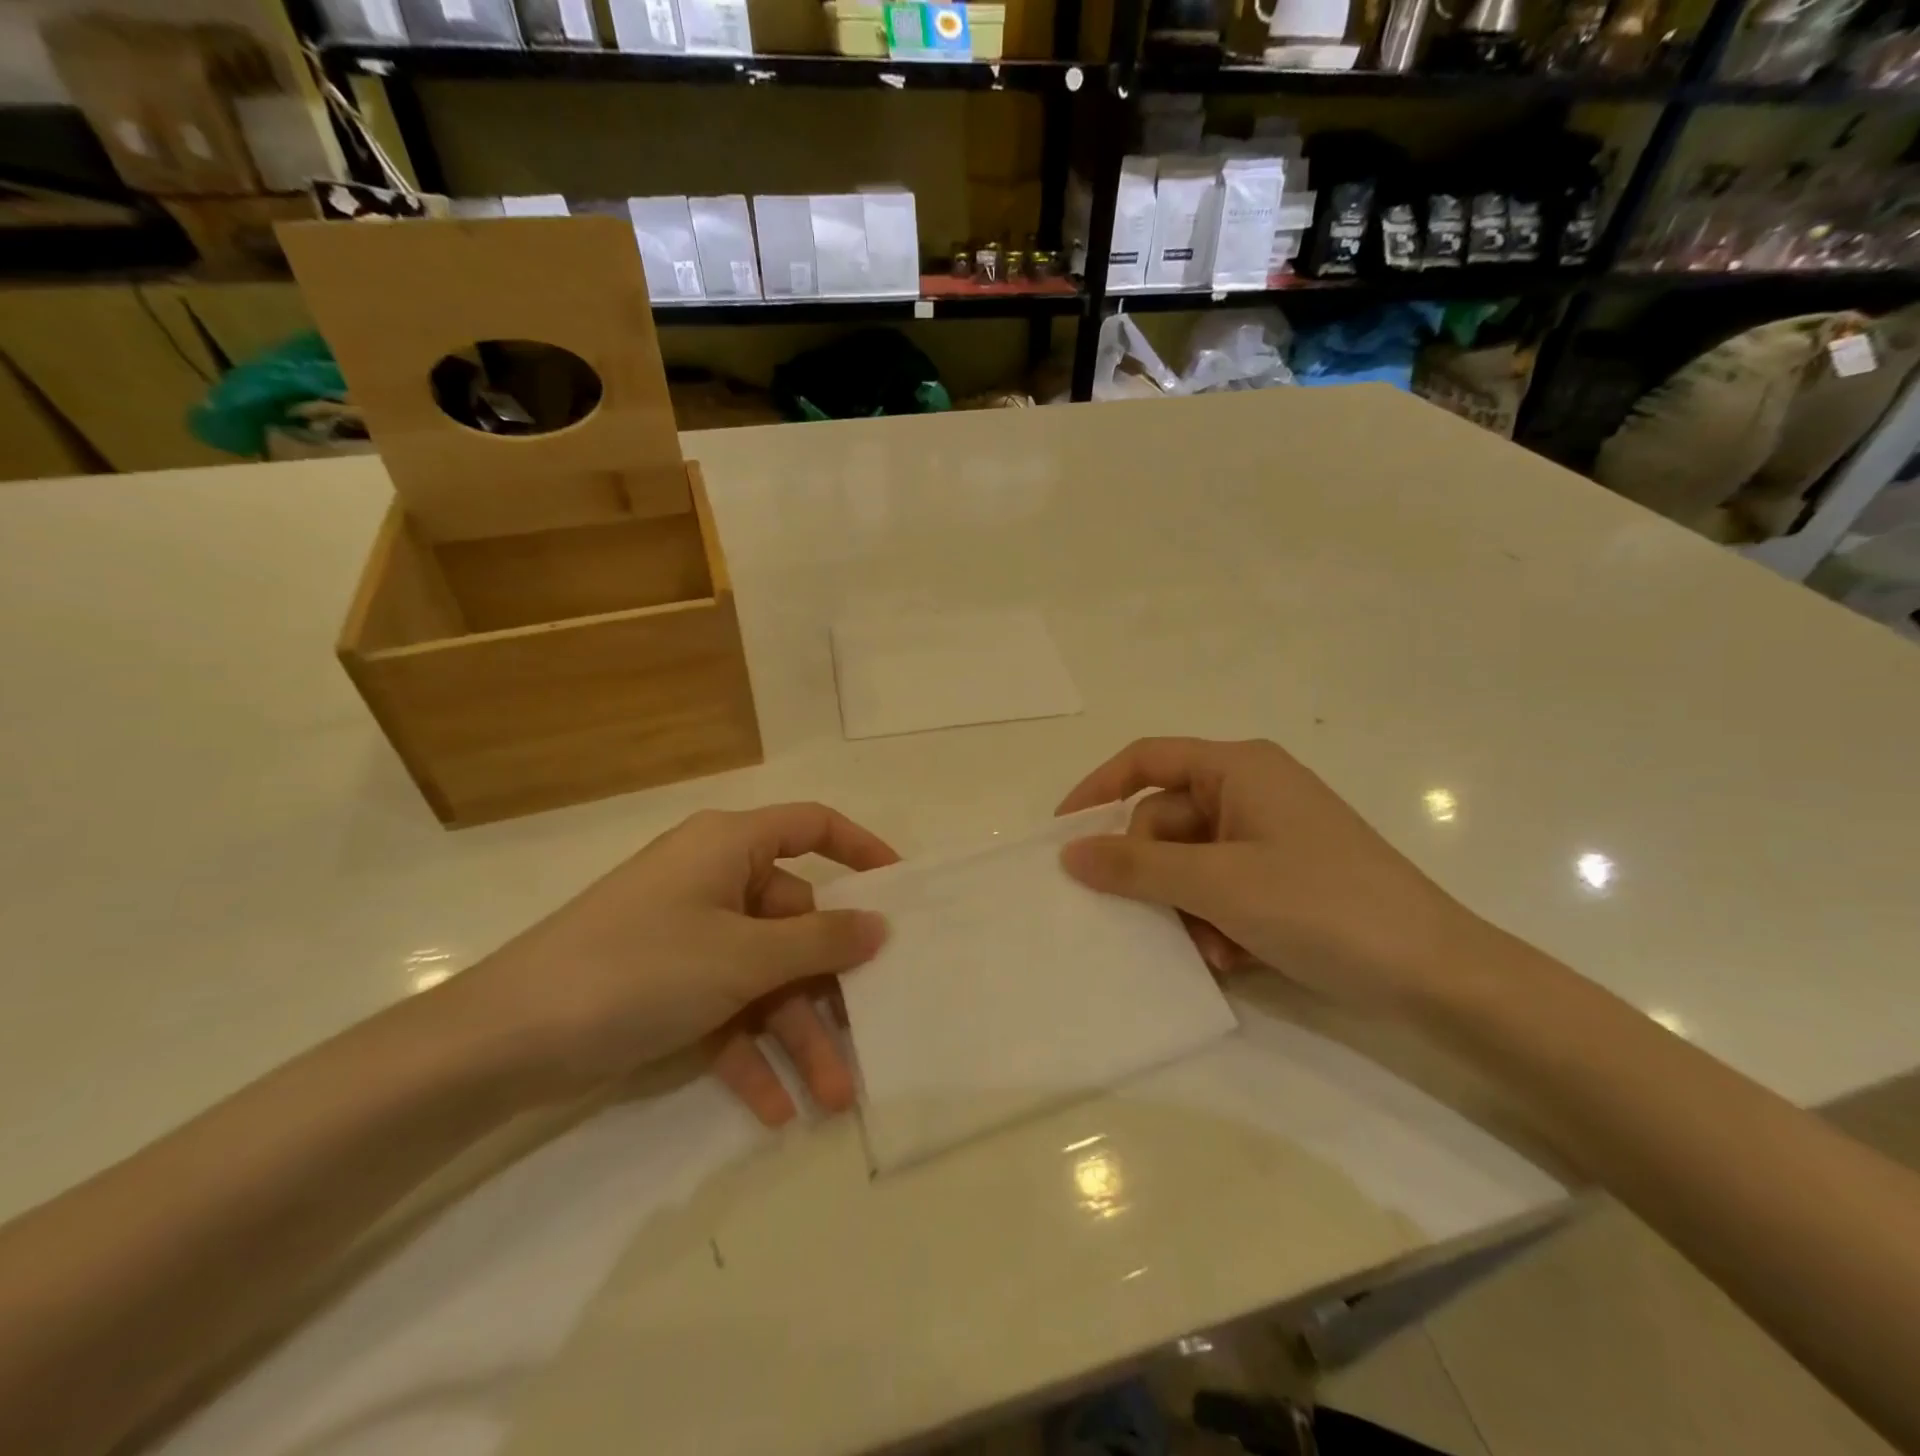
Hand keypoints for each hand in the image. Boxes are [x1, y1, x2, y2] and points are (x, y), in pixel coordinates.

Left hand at [445, 804, 894, 1117]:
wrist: (502, 1042)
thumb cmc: (639, 968)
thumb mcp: (742, 957)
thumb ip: (820, 941)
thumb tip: (879, 926)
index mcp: (730, 847)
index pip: (812, 827)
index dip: (861, 850)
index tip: (901, 891)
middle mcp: (714, 882)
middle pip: (794, 922)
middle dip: (828, 987)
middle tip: (870, 1036)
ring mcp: (690, 937)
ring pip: (764, 978)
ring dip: (795, 1034)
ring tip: (830, 1097)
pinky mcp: (667, 985)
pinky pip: (725, 1011)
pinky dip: (749, 1053)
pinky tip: (774, 1110)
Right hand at [1056, 737, 1492, 1015]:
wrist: (1436, 973)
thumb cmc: (1321, 906)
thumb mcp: (1217, 884)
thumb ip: (1136, 866)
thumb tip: (1069, 852)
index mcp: (1238, 768)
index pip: (1146, 759)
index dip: (1097, 790)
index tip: (1062, 833)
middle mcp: (1251, 790)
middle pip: (1165, 819)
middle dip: (1156, 875)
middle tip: (1159, 921)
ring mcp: (1270, 833)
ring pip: (1190, 861)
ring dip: (1186, 906)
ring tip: (1210, 949)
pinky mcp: (1284, 872)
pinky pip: (1221, 884)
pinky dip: (1214, 918)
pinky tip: (1233, 956)